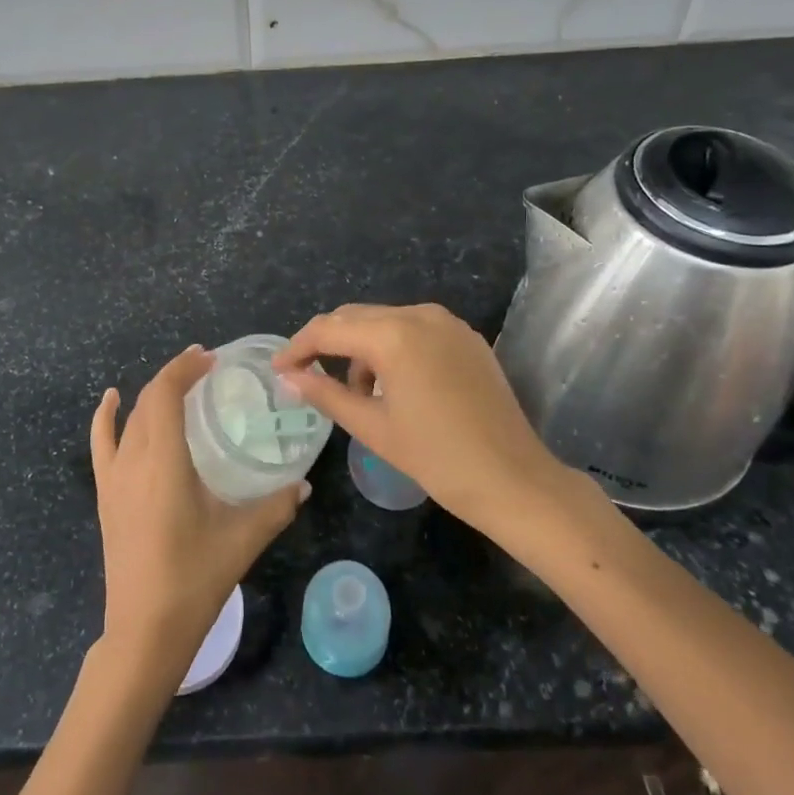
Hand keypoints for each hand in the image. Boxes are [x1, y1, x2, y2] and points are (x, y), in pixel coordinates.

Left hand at [91, 346, 307, 682]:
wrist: (144, 631)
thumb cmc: (194, 580)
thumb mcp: (242, 540)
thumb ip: (276, 507)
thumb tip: (303, 484)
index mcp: (164, 462)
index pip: (165, 395)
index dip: (184, 369)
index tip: (211, 359)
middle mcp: (133, 460)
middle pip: (148, 400)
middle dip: (174, 376)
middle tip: (206, 369)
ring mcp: (113, 478)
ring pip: (129, 418)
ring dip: (151, 394)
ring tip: (177, 382)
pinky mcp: (105, 495)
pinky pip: (101, 444)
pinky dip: (106, 417)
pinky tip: (111, 401)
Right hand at [274, 303, 574, 521]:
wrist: (514, 479)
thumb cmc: (437, 458)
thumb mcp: (372, 428)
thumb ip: (326, 394)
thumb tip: (289, 378)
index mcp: (393, 335)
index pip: (329, 329)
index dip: (298, 347)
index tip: (278, 370)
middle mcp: (419, 315)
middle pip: (355, 317)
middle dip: (327, 343)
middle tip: (305, 376)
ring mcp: (447, 323)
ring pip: (385, 321)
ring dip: (360, 347)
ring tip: (355, 392)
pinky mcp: (466, 337)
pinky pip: (414, 329)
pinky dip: (391, 347)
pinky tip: (392, 384)